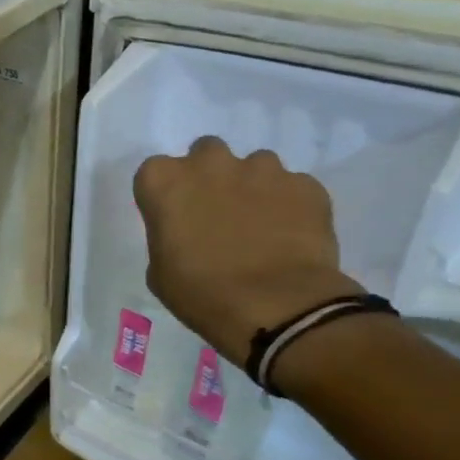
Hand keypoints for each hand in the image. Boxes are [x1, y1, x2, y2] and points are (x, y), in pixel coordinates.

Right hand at [133, 137, 359, 359]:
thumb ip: (168, 235)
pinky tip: (289, 235)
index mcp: (164, 181)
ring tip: (258, 225)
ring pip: (253, 165)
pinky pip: (292, 186)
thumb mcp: (160, 269)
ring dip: (251, 186)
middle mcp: (210, 163)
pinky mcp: (306, 184)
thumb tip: (187, 232)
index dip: (164, 195)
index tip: (172, 217)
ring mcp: (262, 169)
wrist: (276, 306)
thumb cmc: (200, 292)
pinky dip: (288, 204)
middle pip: (205, 153)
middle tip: (215, 212)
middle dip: (208, 176)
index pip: (154, 172)